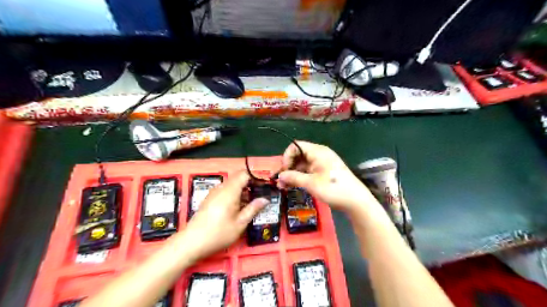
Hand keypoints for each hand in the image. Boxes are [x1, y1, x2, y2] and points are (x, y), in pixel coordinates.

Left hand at [183, 171, 268, 260]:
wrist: (192, 242)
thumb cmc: (219, 233)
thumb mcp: (240, 223)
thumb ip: (253, 208)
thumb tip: (265, 199)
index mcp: (230, 191)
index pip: (244, 174)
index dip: (255, 178)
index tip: (263, 187)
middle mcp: (221, 188)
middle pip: (238, 177)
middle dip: (250, 184)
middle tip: (259, 196)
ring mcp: (214, 192)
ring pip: (231, 184)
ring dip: (242, 190)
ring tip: (249, 204)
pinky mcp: (209, 198)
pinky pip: (225, 190)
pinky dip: (234, 194)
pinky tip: (237, 208)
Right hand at [279, 141, 375, 213]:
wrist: (356, 201)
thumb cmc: (333, 189)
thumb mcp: (311, 183)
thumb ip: (293, 177)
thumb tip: (279, 176)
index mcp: (317, 151)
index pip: (296, 146)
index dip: (286, 157)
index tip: (283, 171)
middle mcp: (320, 154)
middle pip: (299, 155)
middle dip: (288, 167)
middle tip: (280, 181)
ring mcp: (323, 163)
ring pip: (303, 164)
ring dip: (293, 174)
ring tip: (284, 186)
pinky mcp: (325, 172)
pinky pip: (309, 171)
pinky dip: (301, 177)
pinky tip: (294, 186)